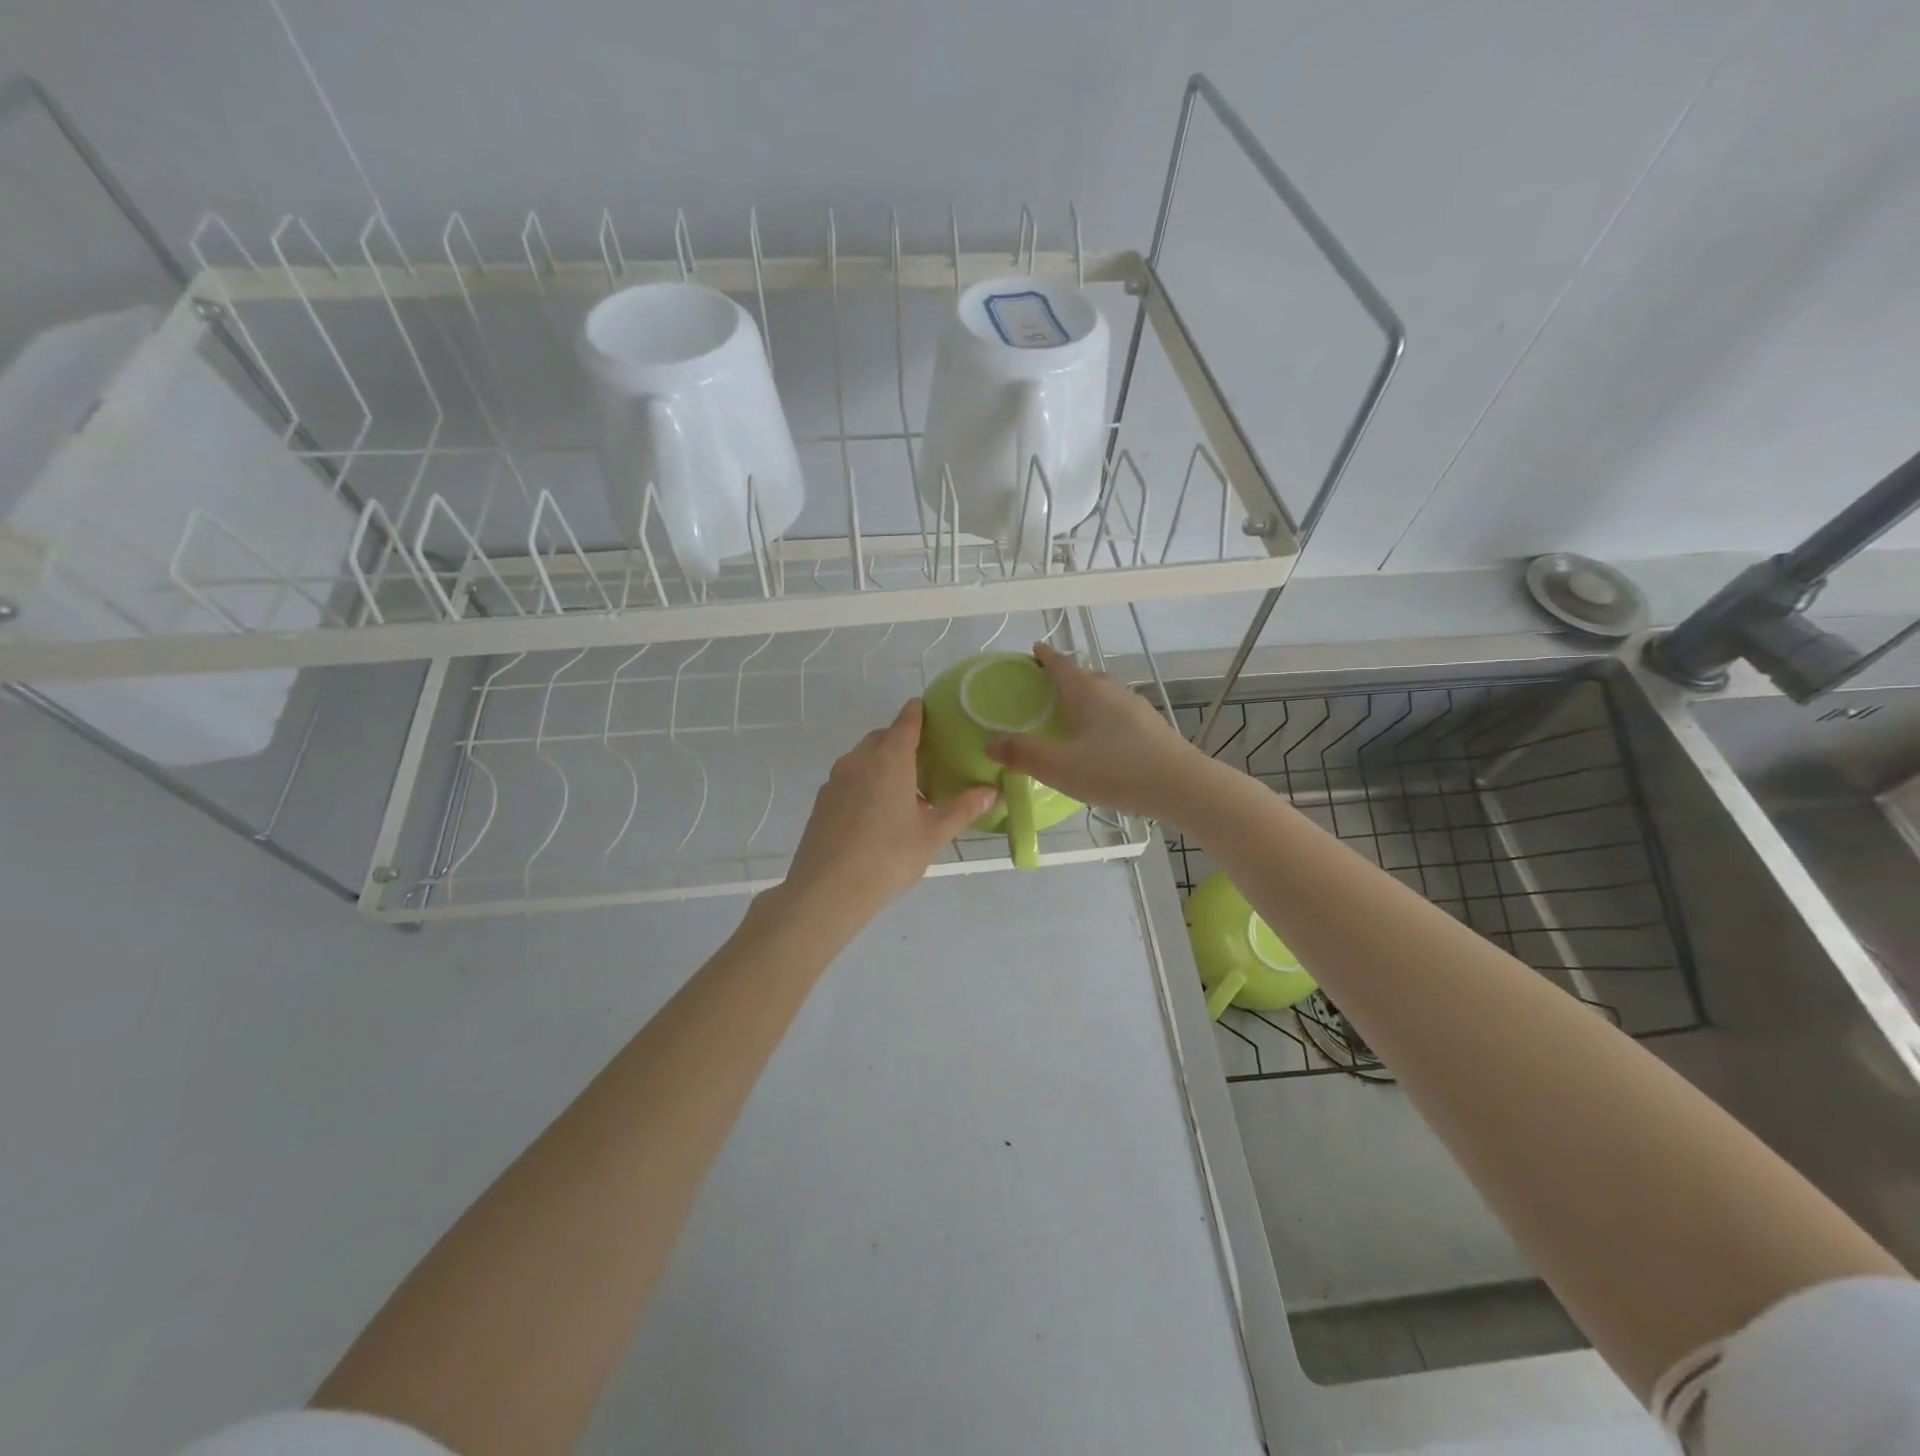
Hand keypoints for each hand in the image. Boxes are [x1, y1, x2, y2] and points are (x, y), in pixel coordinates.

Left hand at [782, 699, 997, 924]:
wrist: (826, 891)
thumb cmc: (887, 857)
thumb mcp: (931, 835)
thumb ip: (961, 809)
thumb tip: (990, 791)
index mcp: (890, 759)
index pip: (906, 722)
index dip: (919, 712)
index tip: (929, 709)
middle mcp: (859, 760)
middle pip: (883, 738)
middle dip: (902, 742)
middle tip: (926, 762)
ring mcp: (836, 780)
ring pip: (863, 759)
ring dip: (884, 765)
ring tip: (906, 794)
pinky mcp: (822, 801)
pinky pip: (850, 780)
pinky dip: (866, 784)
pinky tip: (879, 815)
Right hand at [986, 641, 1203, 819]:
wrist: (1182, 786)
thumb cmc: (1115, 771)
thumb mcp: (1060, 767)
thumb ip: (1023, 754)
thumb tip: (991, 742)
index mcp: (1086, 692)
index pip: (1060, 664)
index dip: (1044, 657)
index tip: (1034, 650)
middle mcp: (1111, 691)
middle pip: (1084, 676)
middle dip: (1065, 678)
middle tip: (1046, 690)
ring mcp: (1136, 707)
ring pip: (1104, 694)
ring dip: (1087, 699)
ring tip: (1072, 717)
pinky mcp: (1152, 727)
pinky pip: (1119, 714)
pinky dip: (1104, 718)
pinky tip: (1103, 742)